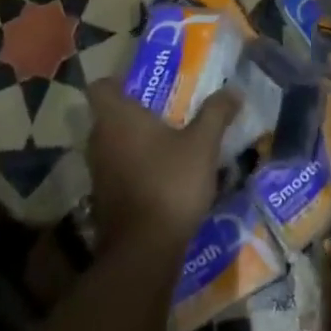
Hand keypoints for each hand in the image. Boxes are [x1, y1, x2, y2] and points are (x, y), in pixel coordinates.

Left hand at [85, 78, 236, 254]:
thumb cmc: (170, 182)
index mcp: (117, 117)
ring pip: (113, 145)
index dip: (119, 82)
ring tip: (169, 143)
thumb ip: (216, 113)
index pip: (101, 86)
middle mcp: (99, 140)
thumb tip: (233, 90)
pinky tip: (163, 176)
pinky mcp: (103, 199)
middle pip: (109, 115)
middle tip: (167, 111)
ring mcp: (98, 172)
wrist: (145, 249)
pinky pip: (117, 171)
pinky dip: (135, 168)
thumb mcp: (202, 144)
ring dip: (135, 142)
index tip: (144, 85)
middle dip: (135, 112)